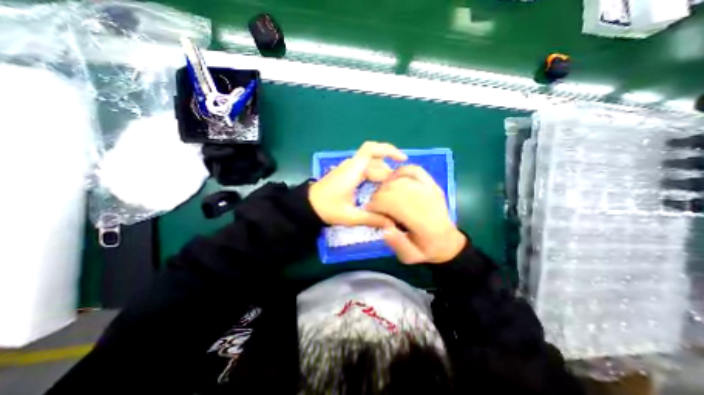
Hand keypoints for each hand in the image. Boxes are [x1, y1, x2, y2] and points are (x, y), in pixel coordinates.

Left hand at [309, 142, 407, 227]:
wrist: (307, 206)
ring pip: (370, 165)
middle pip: (375, 160)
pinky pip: (365, 170)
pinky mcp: (346, 174)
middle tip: (400, 185)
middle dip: (388, 170)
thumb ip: (372, 219)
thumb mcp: (350, 216)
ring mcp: (348, 169)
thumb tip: (392, 224)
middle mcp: (352, 166)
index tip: (403, 160)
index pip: (372, 151)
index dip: (389, 150)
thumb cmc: (327, 209)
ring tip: (392, 188)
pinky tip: (380, 188)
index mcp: (353, 171)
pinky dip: (375, 176)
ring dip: (382, 173)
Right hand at [366, 165, 465, 262]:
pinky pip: (415, 171)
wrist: (447, 241)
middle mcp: (428, 203)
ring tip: (383, 194)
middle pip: (396, 188)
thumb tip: (385, 229)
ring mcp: (432, 191)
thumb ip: (398, 245)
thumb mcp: (410, 257)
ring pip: (403, 179)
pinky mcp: (433, 185)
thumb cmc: (426, 249)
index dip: (377, 204)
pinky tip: (394, 179)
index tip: (370, 211)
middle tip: (375, 205)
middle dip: (379, 195)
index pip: (393, 203)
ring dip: (387, 184)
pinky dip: (401, 171)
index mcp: (423, 222)